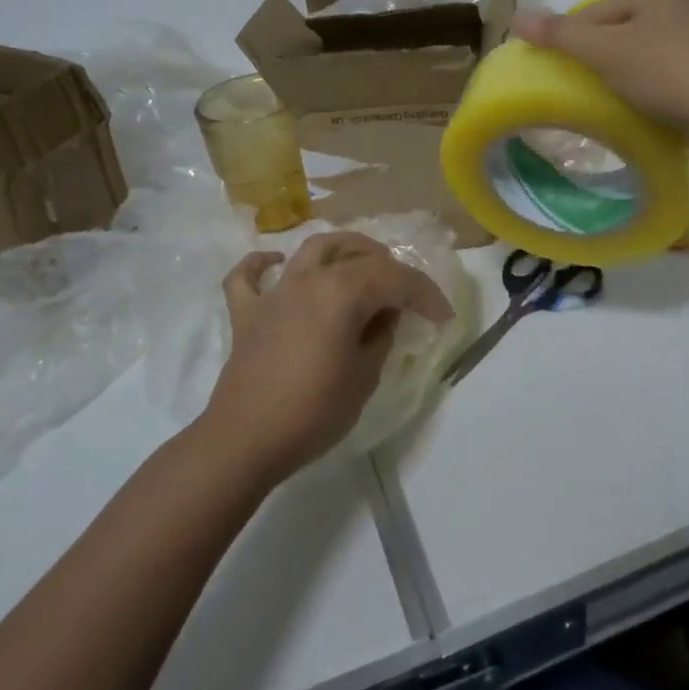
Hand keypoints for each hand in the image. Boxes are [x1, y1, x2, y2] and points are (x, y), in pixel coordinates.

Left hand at [202, 233, 454, 482]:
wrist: (246, 440)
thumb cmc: (313, 411)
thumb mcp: (365, 377)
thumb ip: (380, 337)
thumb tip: (385, 316)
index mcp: (343, 291)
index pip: (395, 279)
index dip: (424, 294)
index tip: (442, 316)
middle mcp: (309, 278)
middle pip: (356, 255)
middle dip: (389, 266)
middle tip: (405, 292)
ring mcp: (275, 292)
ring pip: (312, 249)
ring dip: (342, 249)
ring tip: (361, 262)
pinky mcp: (247, 313)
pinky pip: (248, 276)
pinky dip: (261, 264)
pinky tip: (275, 264)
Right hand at [512, 0, 688, 168]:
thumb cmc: (667, 71)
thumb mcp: (604, 50)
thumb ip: (560, 34)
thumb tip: (517, 15)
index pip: (595, 11)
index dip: (570, 39)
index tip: (555, 71)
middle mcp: (682, 10)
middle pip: (619, 35)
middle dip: (597, 62)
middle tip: (577, 90)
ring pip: (643, 61)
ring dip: (622, 82)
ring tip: (605, 106)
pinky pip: (666, 83)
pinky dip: (648, 96)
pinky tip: (639, 115)